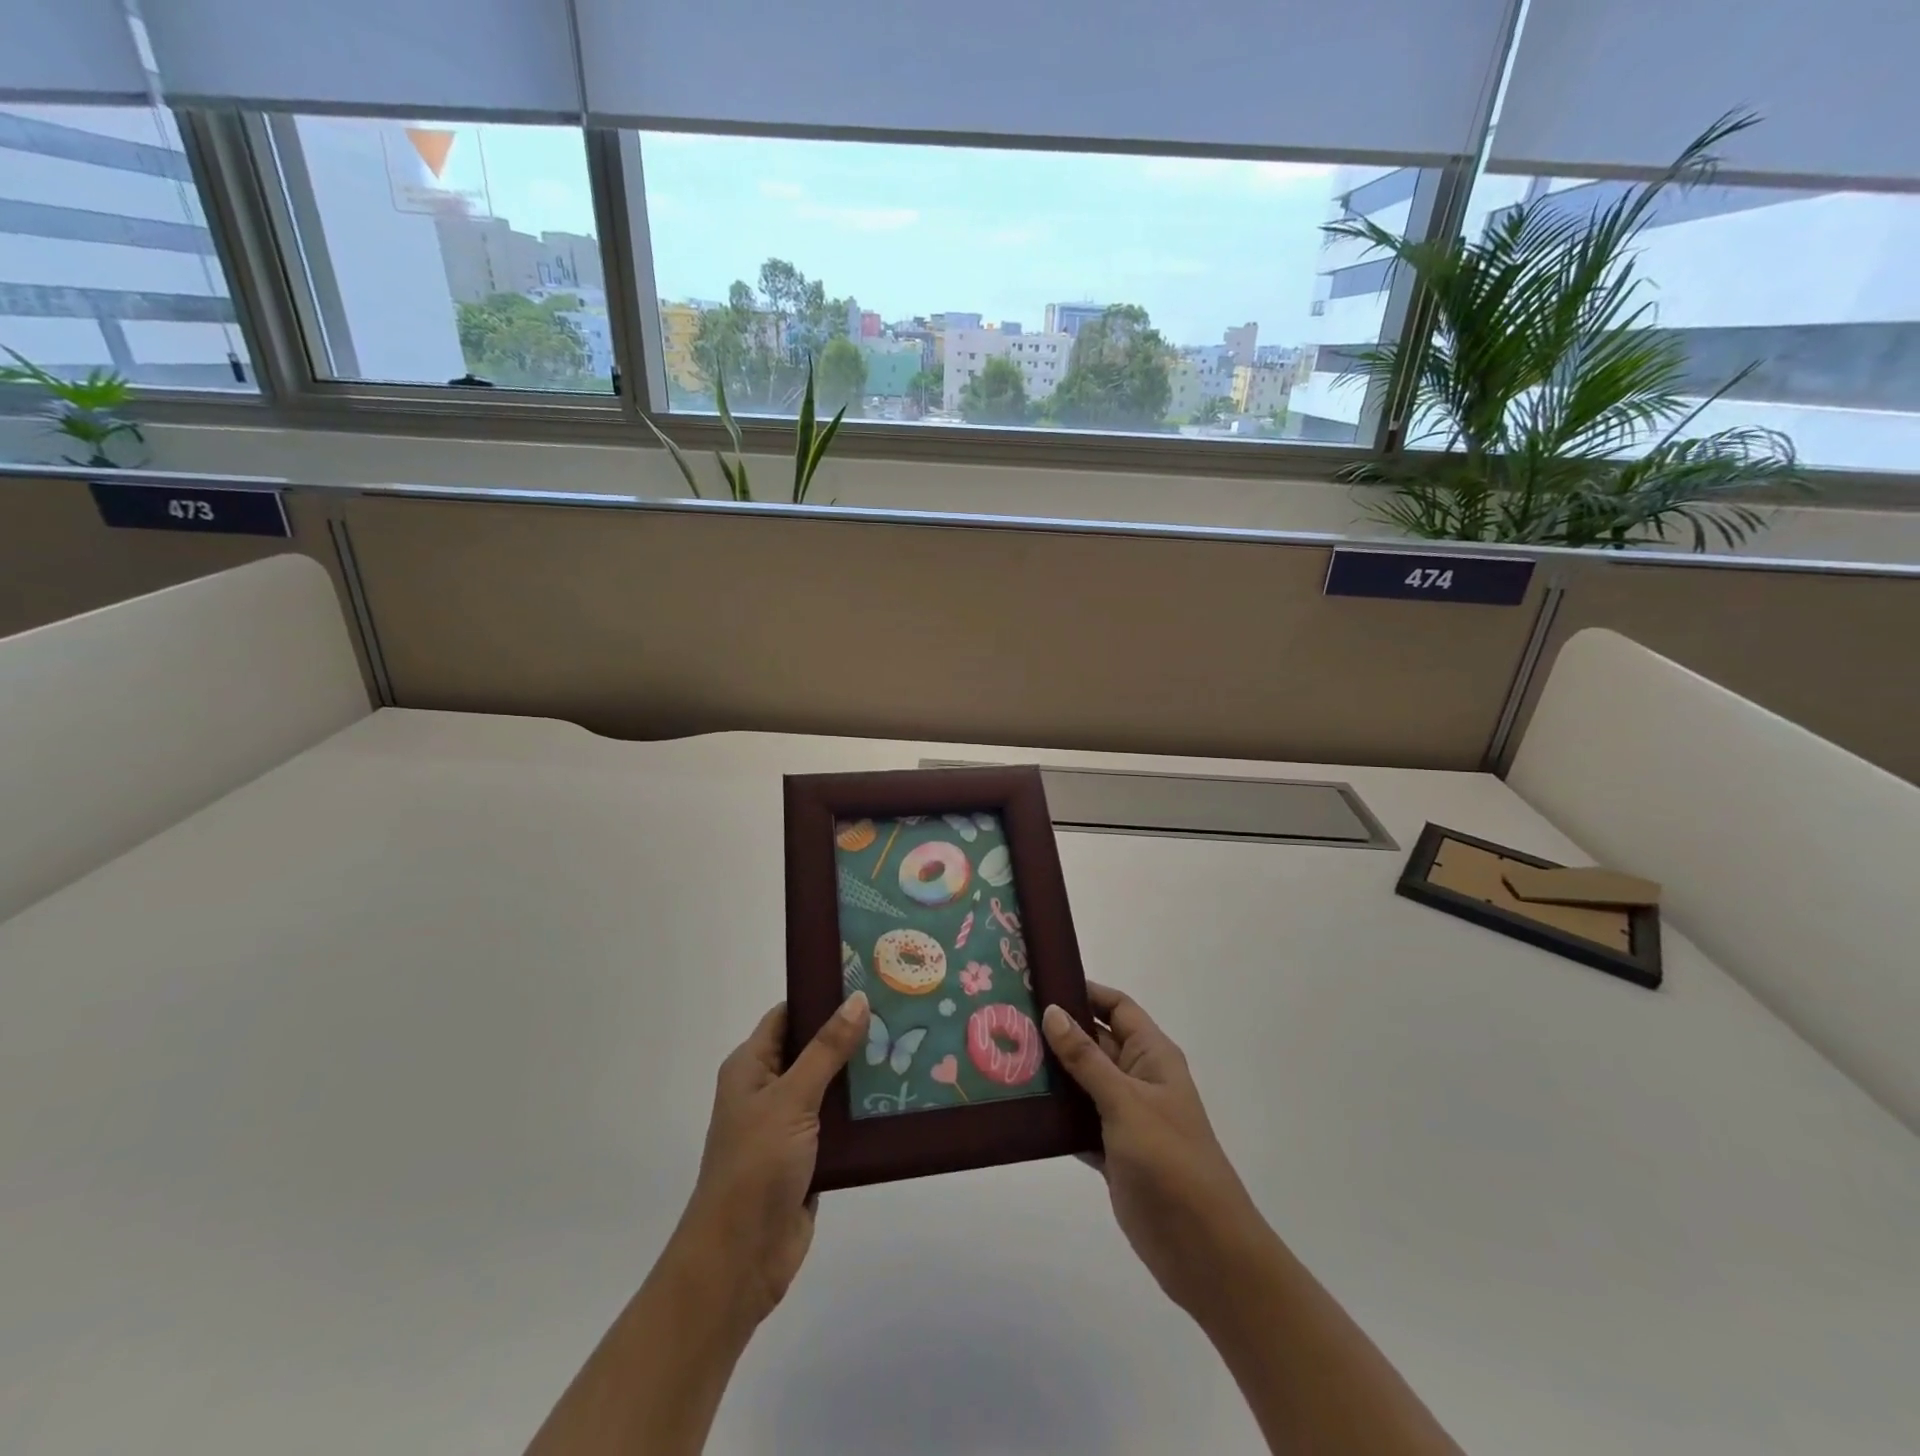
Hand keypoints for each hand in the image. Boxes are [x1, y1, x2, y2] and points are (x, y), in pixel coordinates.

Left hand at [668, 991, 870, 1326]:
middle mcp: (769, 1089)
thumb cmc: (755, 1166)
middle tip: (900, 1009)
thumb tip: (857, 998)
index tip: (866, 976)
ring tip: (912, 1044)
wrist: (740, 1260)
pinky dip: (865, 1110)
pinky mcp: (811, 1156)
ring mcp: (790, 1125)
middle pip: (815, 1047)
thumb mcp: (791, 1099)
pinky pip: (842, 1122)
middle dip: (852, 1032)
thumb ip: (826, 1049)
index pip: (789, 1014)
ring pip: (832, 1085)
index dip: (822, 994)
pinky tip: (902, 1095)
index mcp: (752, 1066)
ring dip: (863, 1072)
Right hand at [1042, 984, 1269, 1321]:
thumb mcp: (1126, 1102)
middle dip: (1058, 1032)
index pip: (1117, 1007)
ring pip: (1082, 1082)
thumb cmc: (1170, 1161)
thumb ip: (1087, 1059)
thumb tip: (1053, 1011)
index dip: (1084, 992)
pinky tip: (1020, 1109)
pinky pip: (1077, 1121)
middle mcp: (1138, 1078)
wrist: (1203, 1249)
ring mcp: (1125, 1117)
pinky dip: (1054, 1116)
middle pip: (1094, 1042)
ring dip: (1051, 1074)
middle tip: (1009, 1021)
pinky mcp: (1111, 1151)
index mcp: (1152, 1056)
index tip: (1040, 983)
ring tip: (1004, 1058)